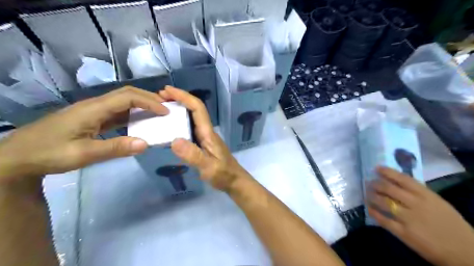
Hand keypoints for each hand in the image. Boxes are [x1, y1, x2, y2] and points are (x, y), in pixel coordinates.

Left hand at [0, 87, 169, 187]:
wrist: (17, 157)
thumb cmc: (48, 154)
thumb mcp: (82, 154)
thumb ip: (115, 148)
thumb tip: (146, 144)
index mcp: (93, 109)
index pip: (128, 97)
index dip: (149, 102)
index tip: (166, 112)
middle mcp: (96, 105)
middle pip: (127, 94)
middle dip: (149, 98)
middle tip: (167, 108)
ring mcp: (94, 111)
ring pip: (124, 101)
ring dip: (143, 104)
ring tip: (159, 112)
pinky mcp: (93, 118)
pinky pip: (118, 112)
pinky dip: (134, 114)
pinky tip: (141, 122)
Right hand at [158, 86, 249, 192]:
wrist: (234, 181)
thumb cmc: (223, 174)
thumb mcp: (208, 167)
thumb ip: (193, 155)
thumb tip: (174, 140)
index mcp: (208, 132)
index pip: (197, 108)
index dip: (183, 96)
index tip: (167, 91)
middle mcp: (206, 131)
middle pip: (194, 109)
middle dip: (178, 99)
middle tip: (158, 98)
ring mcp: (204, 137)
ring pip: (191, 118)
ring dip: (177, 109)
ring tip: (160, 109)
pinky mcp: (202, 143)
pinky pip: (189, 128)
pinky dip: (178, 122)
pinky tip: (168, 127)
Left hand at [366, 167, 473, 263]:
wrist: (465, 251)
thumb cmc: (450, 223)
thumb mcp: (437, 202)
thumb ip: (418, 193)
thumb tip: (395, 182)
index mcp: (426, 195)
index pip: (402, 179)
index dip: (387, 172)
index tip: (376, 168)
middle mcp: (416, 204)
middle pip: (389, 189)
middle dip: (375, 184)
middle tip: (368, 183)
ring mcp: (409, 218)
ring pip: (383, 202)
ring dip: (372, 196)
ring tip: (367, 194)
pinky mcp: (404, 233)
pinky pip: (383, 220)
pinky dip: (373, 212)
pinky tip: (369, 208)